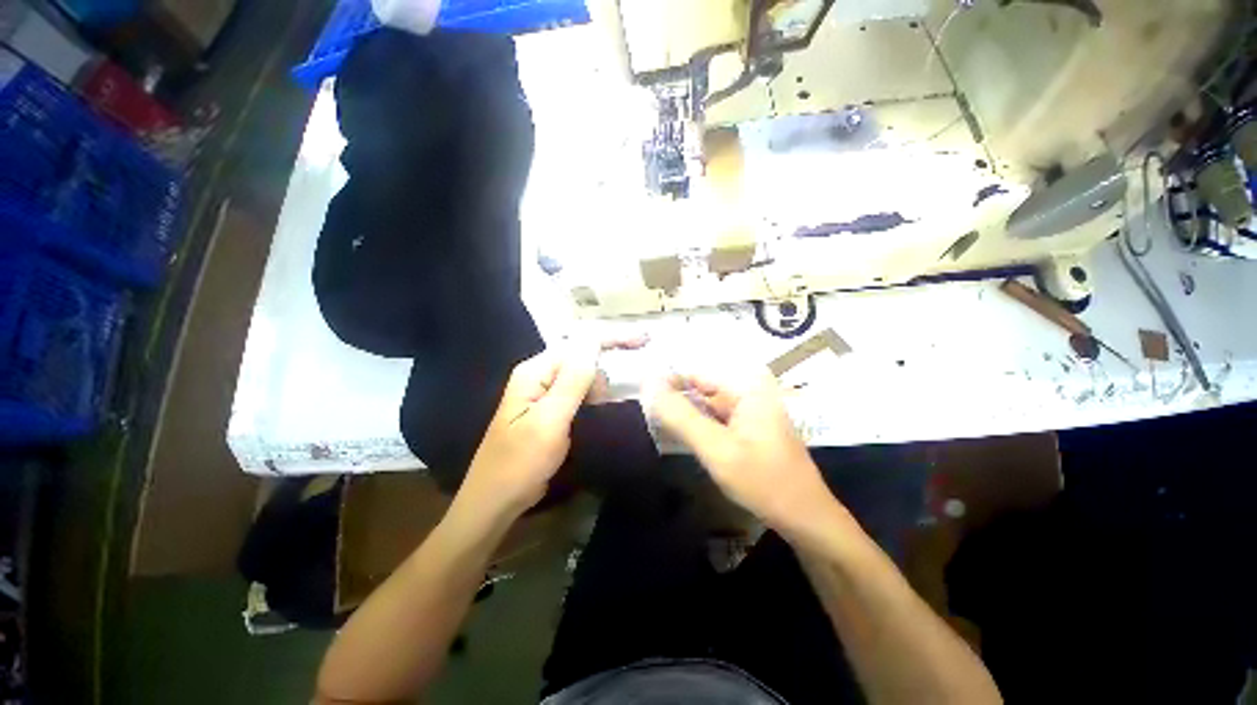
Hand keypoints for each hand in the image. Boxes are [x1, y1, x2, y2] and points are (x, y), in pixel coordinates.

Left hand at [460, 344, 600, 517]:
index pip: (579, 344)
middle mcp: (539, 375)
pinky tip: (598, 412)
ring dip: (598, 390)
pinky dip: (593, 400)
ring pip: (583, 377)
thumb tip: (593, 341)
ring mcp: (544, 392)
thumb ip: (572, 381)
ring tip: (597, 414)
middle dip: (603, 372)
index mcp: (535, 371)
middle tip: (606, 402)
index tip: (644, 340)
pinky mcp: (551, 408)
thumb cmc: (520, 462)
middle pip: (582, 358)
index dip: (612, 339)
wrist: (496, 500)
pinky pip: (579, 393)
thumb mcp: (549, 422)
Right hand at [649, 367, 837, 531]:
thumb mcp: (716, 448)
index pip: (695, 373)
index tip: (639, 394)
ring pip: (705, 405)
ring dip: (683, 413)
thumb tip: (648, 384)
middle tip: (643, 412)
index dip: (666, 381)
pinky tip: (679, 435)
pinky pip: (714, 419)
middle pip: (700, 388)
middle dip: (673, 399)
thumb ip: (681, 416)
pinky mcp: (747, 428)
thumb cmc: (763, 481)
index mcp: (746, 386)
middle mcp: (749, 391)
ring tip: (654, 422)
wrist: (806, 519)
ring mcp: (749, 411)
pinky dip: (697, 426)